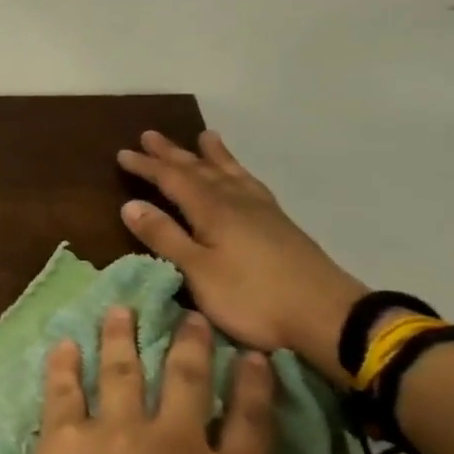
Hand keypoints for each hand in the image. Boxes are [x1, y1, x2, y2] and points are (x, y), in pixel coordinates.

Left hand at [0, 310, 352, 453]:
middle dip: (191, 344)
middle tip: (190, 314)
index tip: (255, 354)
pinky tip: (63, 343)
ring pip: (121, 370)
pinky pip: (63, 389)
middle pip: (185, 381)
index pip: (250, 424)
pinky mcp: (61, 437)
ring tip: (121, 308)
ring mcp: (112, 434)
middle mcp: (171, 446)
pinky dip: (63, 363)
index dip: (255, 387)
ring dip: (122, 336)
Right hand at [117, 130, 363, 380]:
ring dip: (213, 156)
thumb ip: (164, 237)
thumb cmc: (253, 297)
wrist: (330, 319)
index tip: (123, 153)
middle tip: (151, 135)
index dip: (147, 166)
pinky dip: (240, 174)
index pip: (172, 180)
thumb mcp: (198, 271)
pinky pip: (252, 186)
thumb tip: (130, 205)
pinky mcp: (282, 227)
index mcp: (213, 211)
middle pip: (200, 170)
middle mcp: (237, 203)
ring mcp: (264, 214)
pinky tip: (241, 178)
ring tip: (206, 137)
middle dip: (173, 153)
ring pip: (230, 174)